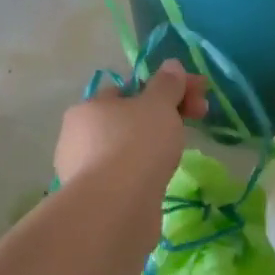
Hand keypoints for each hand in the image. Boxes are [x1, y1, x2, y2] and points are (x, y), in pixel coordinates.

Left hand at [53, 62, 209, 188]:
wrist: (116, 209)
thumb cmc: (136, 145)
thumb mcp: (159, 105)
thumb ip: (167, 84)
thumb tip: (171, 65)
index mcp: (89, 107)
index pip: (129, 89)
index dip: (165, 90)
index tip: (196, 99)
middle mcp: (77, 137)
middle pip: (128, 119)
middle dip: (162, 117)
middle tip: (195, 122)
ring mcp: (82, 171)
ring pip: (126, 149)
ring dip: (152, 147)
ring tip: (176, 156)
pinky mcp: (94, 201)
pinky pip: (124, 177)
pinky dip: (143, 174)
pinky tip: (159, 181)